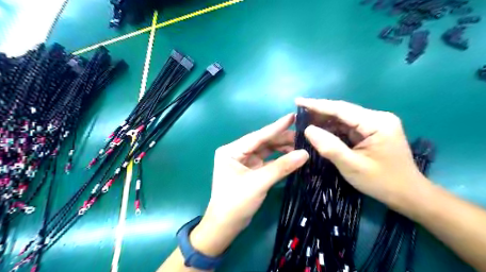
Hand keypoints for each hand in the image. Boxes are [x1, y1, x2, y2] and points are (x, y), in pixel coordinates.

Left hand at [190, 113, 306, 256]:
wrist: (225, 226)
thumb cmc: (236, 202)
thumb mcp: (258, 183)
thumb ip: (281, 167)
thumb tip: (305, 154)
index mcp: (231, 151)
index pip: (257, 136)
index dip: (276, 127)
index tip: (292, 117)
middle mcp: (237, 152)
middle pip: (263, 142)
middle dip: (282, 139)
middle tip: (303, 136)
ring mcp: (245, 161)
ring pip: (266, 151)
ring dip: (282, 149)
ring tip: (301, 146)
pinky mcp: (251, 170)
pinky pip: (267, 161)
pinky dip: (279, 159)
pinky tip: (292, 157)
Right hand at [294, 97, 429, 212]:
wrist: (408, 195)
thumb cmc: (382, 182)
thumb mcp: (352, 166)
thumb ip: (329, 146)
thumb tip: (308, 129)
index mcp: (377, 122)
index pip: (341, 109)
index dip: (317, 105)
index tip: (298, 101)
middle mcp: (377, 118)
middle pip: (342, 111)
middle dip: (319, 113)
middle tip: (297, 115)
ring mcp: (375, 124)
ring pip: (343, 119)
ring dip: (325, 122)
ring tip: (304, 123)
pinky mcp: (372, 132)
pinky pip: (348, 127)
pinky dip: (333, 130)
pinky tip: (320, 132)